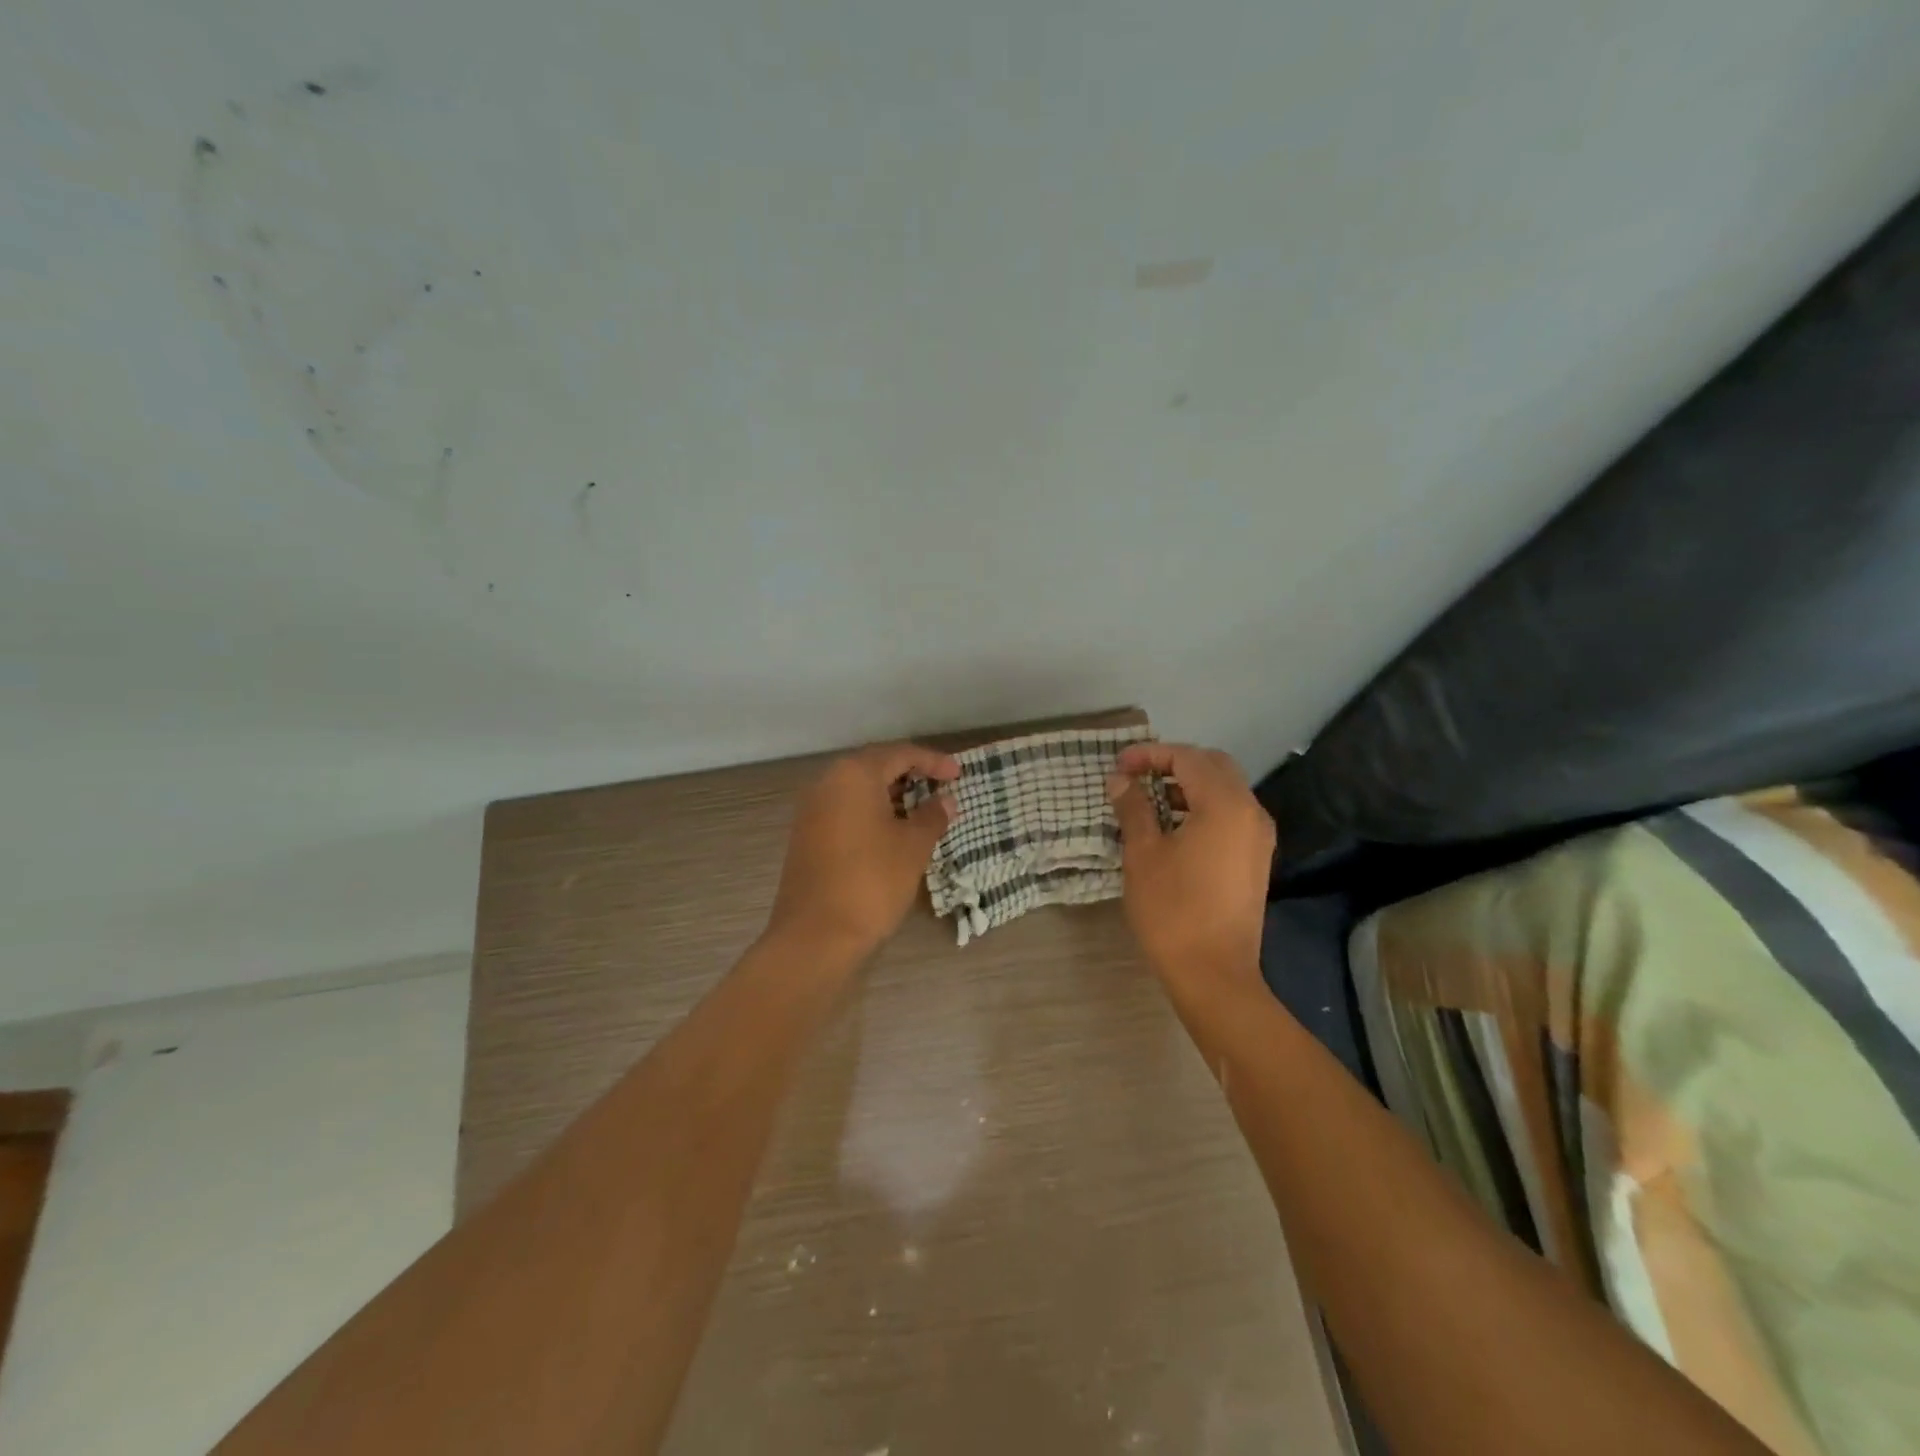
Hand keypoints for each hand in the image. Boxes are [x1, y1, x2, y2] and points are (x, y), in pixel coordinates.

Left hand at [765, 742, 960, 962]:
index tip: (959, 774)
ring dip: (891, 795)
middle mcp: (827, 782)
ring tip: (921, 811)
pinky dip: (871, 812)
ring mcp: (811, 809)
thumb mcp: (913, 846)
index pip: (900, 753)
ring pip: (858, 789)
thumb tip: (945, 800)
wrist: (816, 935)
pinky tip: (892, 832)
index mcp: (854, 774)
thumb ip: (932, 816)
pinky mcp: (806, 835)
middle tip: (941, 788)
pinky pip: (845, 809)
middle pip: (875, 766)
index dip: (933, 761)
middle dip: (910, 774)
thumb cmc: (872, 881)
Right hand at [1105, 743, 1274, 986]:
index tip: (1118, 767)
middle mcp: (1250, 811)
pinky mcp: (1256, 857)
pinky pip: (1230, 814)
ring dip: (1188, 785)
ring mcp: (1258, 836)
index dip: (1150, 755)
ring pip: (1224, 789)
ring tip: (1147, 800)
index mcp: (1224, 804)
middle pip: (1213, 765)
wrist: (1214, 972)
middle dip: (1173, 763)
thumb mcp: (1143, 853)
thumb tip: (1119, 779)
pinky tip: (1172, 826)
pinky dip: (1202, 807)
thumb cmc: (1172, 909)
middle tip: (1136, 776)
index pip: (1187, 758)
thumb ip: (1132, 807)